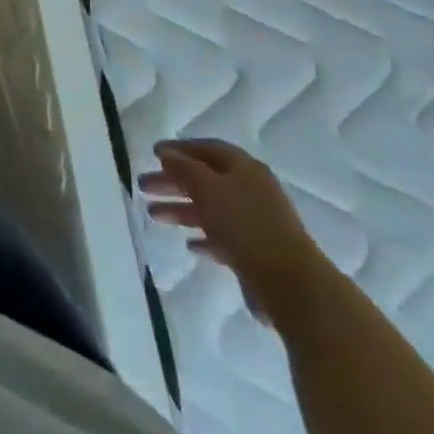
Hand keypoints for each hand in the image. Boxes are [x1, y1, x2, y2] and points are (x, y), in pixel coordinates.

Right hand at [139, 139, 330, 327]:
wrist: (290, 284)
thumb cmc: (244, 224)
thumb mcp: (206, 187)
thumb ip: (182, 167)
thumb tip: (165, 152)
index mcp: (244, 168)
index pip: (207, 149)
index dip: (179, 149)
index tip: (153, 153)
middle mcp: (251, 190)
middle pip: (205, 179)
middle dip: (172, 181)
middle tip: (143, 186)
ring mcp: (255, 222)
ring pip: (210, 208)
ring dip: (181, 209)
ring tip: (154, 216)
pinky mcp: (256, 252)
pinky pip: (223, 236)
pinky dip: (203, 235)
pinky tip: (188, 243)